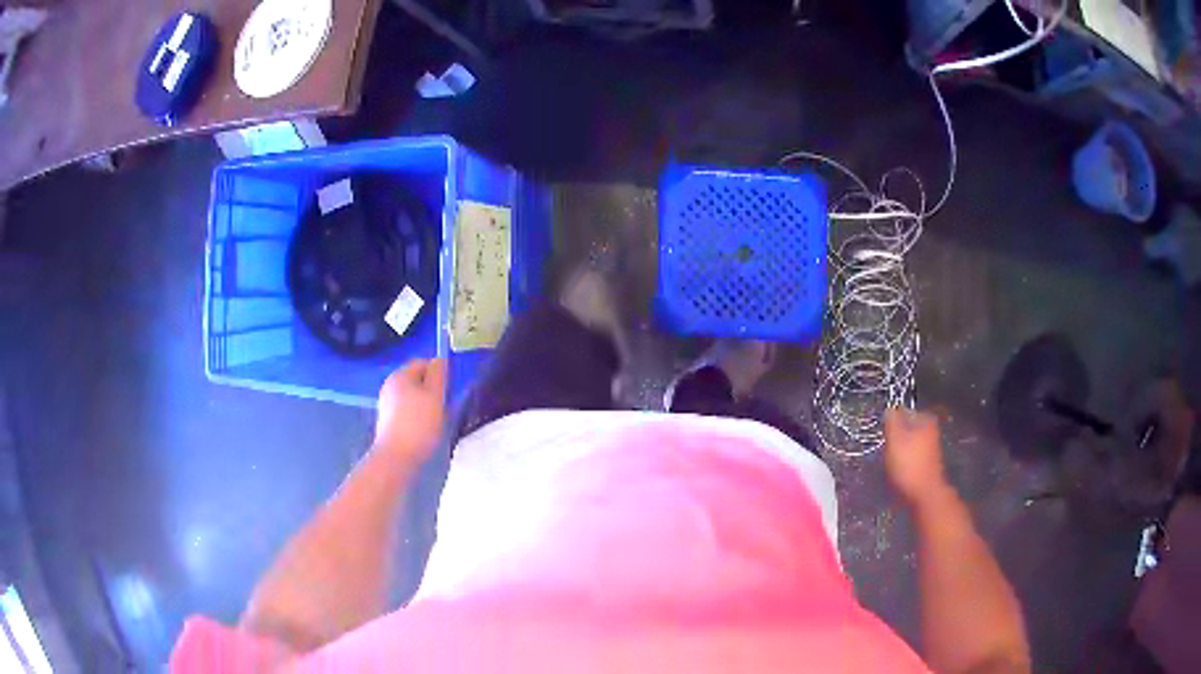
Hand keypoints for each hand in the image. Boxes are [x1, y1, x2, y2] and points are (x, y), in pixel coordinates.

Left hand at [374, 358, 446, 464]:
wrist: (396, 458)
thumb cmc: (419, 424)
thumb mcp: (435, 396)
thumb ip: (438, 374)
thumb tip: (440, 360)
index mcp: (400, 375)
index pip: (423, 363)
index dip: (438, 372)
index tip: (449, 389)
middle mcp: (390, 385)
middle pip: (416, 380)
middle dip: (432, 389)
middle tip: (445, 405)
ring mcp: (386, 403)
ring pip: (412, 396)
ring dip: (425, 404)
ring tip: (436, 420)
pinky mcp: (387, 420)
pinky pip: (406, 410)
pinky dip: (416, 416)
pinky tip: (424, 430)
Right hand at [884, 408, 949, 506]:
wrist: (924, 494)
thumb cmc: (909, 464)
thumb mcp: (895, 438)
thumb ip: (892, 421)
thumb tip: (890, 409)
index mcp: (926, 420)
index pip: (905, 411)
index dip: (892, 420)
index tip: (884, 431)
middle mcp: (931, 431)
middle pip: (908, 428)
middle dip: (896, 436)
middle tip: (886, 446)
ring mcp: (931, 449)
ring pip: (909, 444)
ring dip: (899, 451)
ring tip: (890, 461)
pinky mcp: (927, 465)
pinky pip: (911, 458)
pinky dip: (904, 463)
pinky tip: (897, 471)